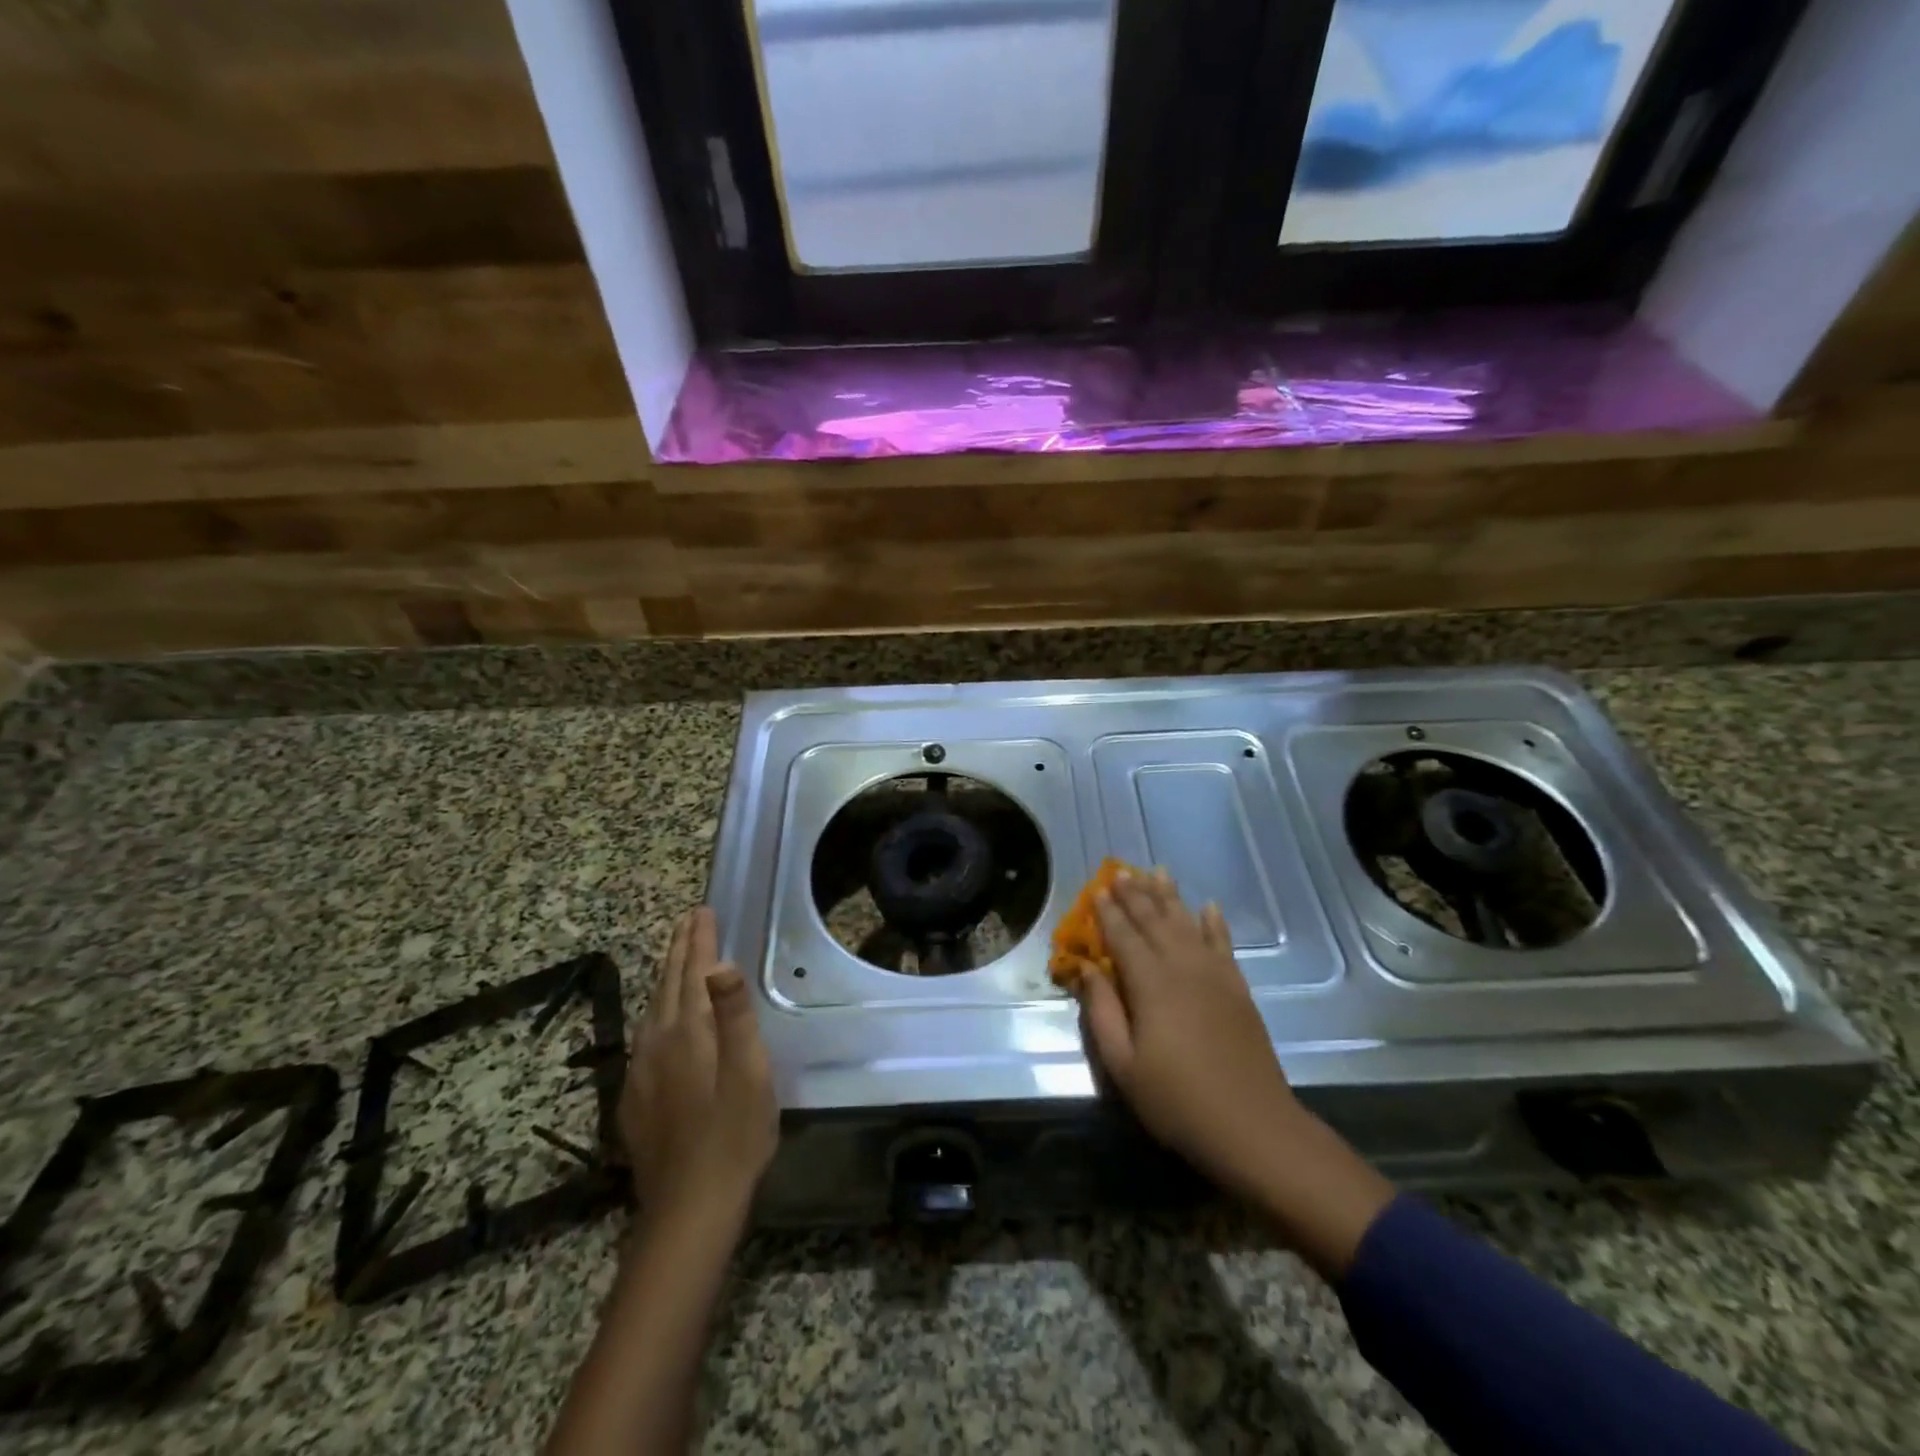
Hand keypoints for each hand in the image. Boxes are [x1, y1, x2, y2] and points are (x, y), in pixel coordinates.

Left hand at [622, 906, 777, 1225]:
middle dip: (680, 950)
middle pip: (668, 985)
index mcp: (688, 1032)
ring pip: (653, 1009)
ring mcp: (641, 1073)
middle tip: (688, 919)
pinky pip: (645, 1037)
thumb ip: (735, 1016)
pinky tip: (661, 1020)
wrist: (688, 1210)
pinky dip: (657, 1011)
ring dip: (667, 977)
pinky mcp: (636, 1099)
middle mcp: (657, 1043)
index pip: (693, 973)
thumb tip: (721, 964)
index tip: (702, 910)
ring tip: (677, 956)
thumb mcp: (749, 1073)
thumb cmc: (733, 1136)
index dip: (699, 941)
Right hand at [1071, 870, 1299, 1198]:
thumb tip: (1087, 969)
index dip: (1107, 912)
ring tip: (1156, 872)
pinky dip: (1214, 923)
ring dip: (1169, 897)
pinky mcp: (1238, 988)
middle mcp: (1182, 967)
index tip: (1095, 890)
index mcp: (1150, 984)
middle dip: (1135, 894)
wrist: (1252, 1126)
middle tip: (1119, 872)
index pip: (1123, 937)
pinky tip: (1208, 906)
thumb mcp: (1123, 1064)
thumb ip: (1103, 1011)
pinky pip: (1223, 944)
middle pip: (1154, 921)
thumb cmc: (1177, 1100)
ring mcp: (1215, 975)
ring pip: (1187, 923)